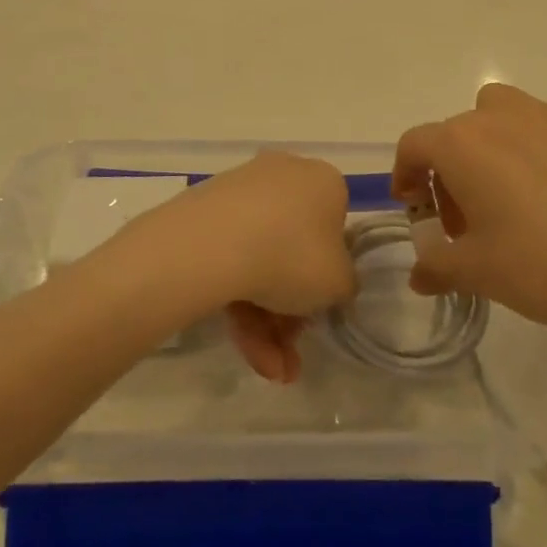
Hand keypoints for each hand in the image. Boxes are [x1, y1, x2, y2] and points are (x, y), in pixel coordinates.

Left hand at [107, 151, 355, 383]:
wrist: (211, 246)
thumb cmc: (293, 256)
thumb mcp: (340, 283)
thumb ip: (344, 284)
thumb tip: (331, 283)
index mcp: (322, 181)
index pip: (334, 227)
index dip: (328, 274)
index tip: (319, 310)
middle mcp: (282, 177)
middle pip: (292, 251)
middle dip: (291, 312)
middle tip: (290, 353)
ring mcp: (238, 194)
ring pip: (259, 262)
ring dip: (265, 323)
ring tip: (267, 369)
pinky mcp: (202, 214)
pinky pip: (229, 259)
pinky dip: (237, 303)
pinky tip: (242, 348)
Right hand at [392, 85, 546, 354]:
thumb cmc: (542, 267)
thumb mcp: (476, 273)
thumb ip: (436, 267)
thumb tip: (419, 274)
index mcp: (463, 144)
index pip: (415, 144)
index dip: (406, 174)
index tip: (414, 207)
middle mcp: (503, 116)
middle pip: (459, 130)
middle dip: (452, 168)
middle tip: (467, 217)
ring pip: (506, 116)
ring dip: (495, 147)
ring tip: (514, 196)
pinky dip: (543, 152)